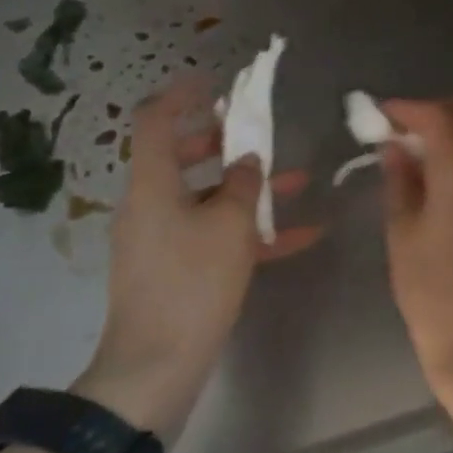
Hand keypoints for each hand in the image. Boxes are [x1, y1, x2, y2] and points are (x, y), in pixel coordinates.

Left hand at [75, 75, 319, 443]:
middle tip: (257, 134)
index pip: (154, 121)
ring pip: (205, 196)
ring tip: (296, 180)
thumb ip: (243, 184)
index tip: (214, 83)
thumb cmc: (192, 284)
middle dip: (222, 141)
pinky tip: (302, 235)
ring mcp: (161, 239)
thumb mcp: (230, 226)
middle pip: (181, 156)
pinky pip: (214, 235)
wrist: (156, 369)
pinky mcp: (176, 269)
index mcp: (152, 185)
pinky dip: (250, 230)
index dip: (181, 95)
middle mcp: (151, 205)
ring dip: (246, 187)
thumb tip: (247, 162)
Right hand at [380, 98, 452, 397]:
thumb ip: (401, 181)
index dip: (408, 109)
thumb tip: (397, 147)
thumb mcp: (403, 233)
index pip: (439, 116)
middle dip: (446, 107)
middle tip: (411, 127)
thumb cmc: (434, 291)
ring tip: (423, 151)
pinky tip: (444, 175)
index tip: (382, 115)